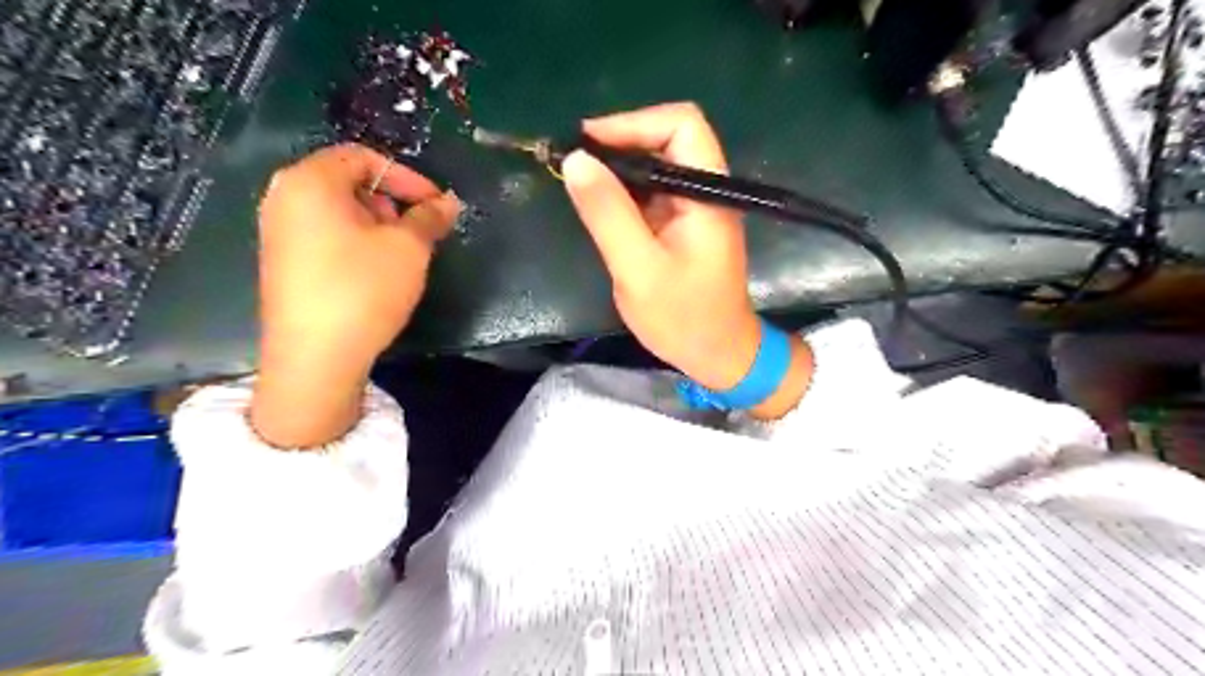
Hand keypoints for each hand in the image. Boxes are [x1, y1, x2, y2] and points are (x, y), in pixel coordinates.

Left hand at [248, 145, 462, 445]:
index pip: (363, 157)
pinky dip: (357, 241)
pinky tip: (377, 271)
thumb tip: (448, 201)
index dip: (406, 177)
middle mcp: (284, 198)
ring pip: (338, 210)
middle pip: (347, 181)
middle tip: (418, 231)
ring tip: (402, 254)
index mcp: (310, 182)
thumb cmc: (363, 290)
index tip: (436, 205)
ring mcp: (278, 232)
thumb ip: (430, 217)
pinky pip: (326, 234)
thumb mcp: (408, 248)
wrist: (315, 357)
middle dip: (391, 201)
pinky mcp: (283, 262)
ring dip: (378, 223)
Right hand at [562, 100, 809, 416]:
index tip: (587, 143)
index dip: (633, 123)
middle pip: (667, 138)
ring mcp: (695, 206)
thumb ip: (608, 214)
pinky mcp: (683, 224)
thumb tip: (575, 159)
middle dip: (620, 142)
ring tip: (578, 180)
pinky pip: (652, 191)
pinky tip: (598, 204)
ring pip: (657, 164)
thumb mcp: (638, 269)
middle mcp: (706, 190)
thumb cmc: (683, 318)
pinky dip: (623, 191)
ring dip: (618, 167)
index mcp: (707, 193)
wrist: (717, 354)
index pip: (681, 125)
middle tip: (575, 162)